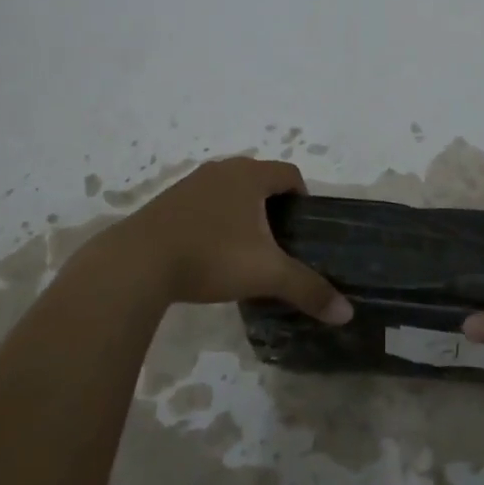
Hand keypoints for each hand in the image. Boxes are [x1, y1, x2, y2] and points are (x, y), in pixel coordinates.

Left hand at [93, 157, 352, 321]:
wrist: (136, 263)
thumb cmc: (211, 257)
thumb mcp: (266, 274)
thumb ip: (308, 290)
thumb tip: (346, 313)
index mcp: (249, 176)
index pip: (290, 174)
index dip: (303, 197)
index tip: (304, 229)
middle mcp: (221, 170)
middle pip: (260, 179)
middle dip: (274, 206)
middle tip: (280, 242)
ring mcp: (190, 184)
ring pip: (229, 191)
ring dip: (242, 212)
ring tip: (246, 250)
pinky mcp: (166, 202)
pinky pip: (204, 203)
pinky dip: (215, 220)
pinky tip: (210, 252)